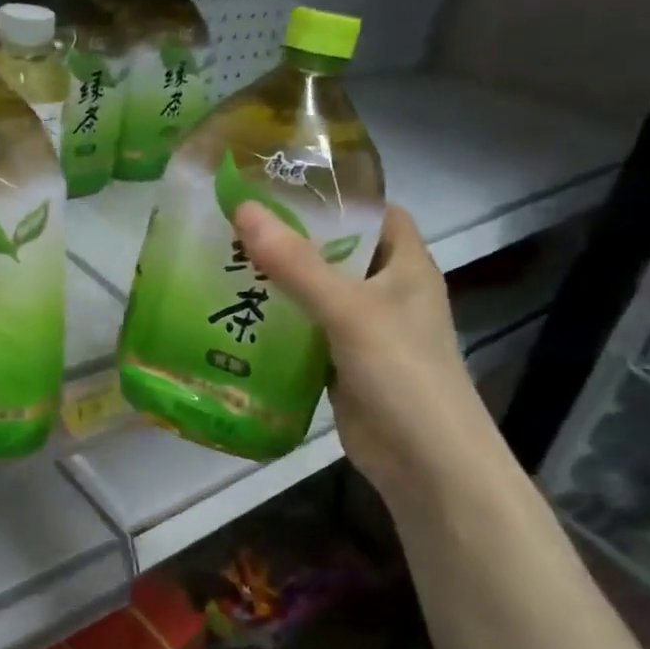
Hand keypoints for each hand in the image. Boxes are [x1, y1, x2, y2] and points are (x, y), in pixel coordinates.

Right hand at [233, 201, 492, 496]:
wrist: (426, 466)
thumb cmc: (403, 374)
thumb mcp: (349, 310)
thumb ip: (296, 263)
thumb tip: (243, 209)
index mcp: (406, 265)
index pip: (375, 211)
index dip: (337, 194)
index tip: (283, 183)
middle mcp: (386, 291)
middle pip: (337, 250)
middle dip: (292, 236)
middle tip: (236, 220)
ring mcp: (363, 330)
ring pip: (316, 292)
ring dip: (278, 280)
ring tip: (223, 258)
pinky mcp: (341, 363)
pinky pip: (304, 331)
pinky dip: (276, 322)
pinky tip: (236, 314)